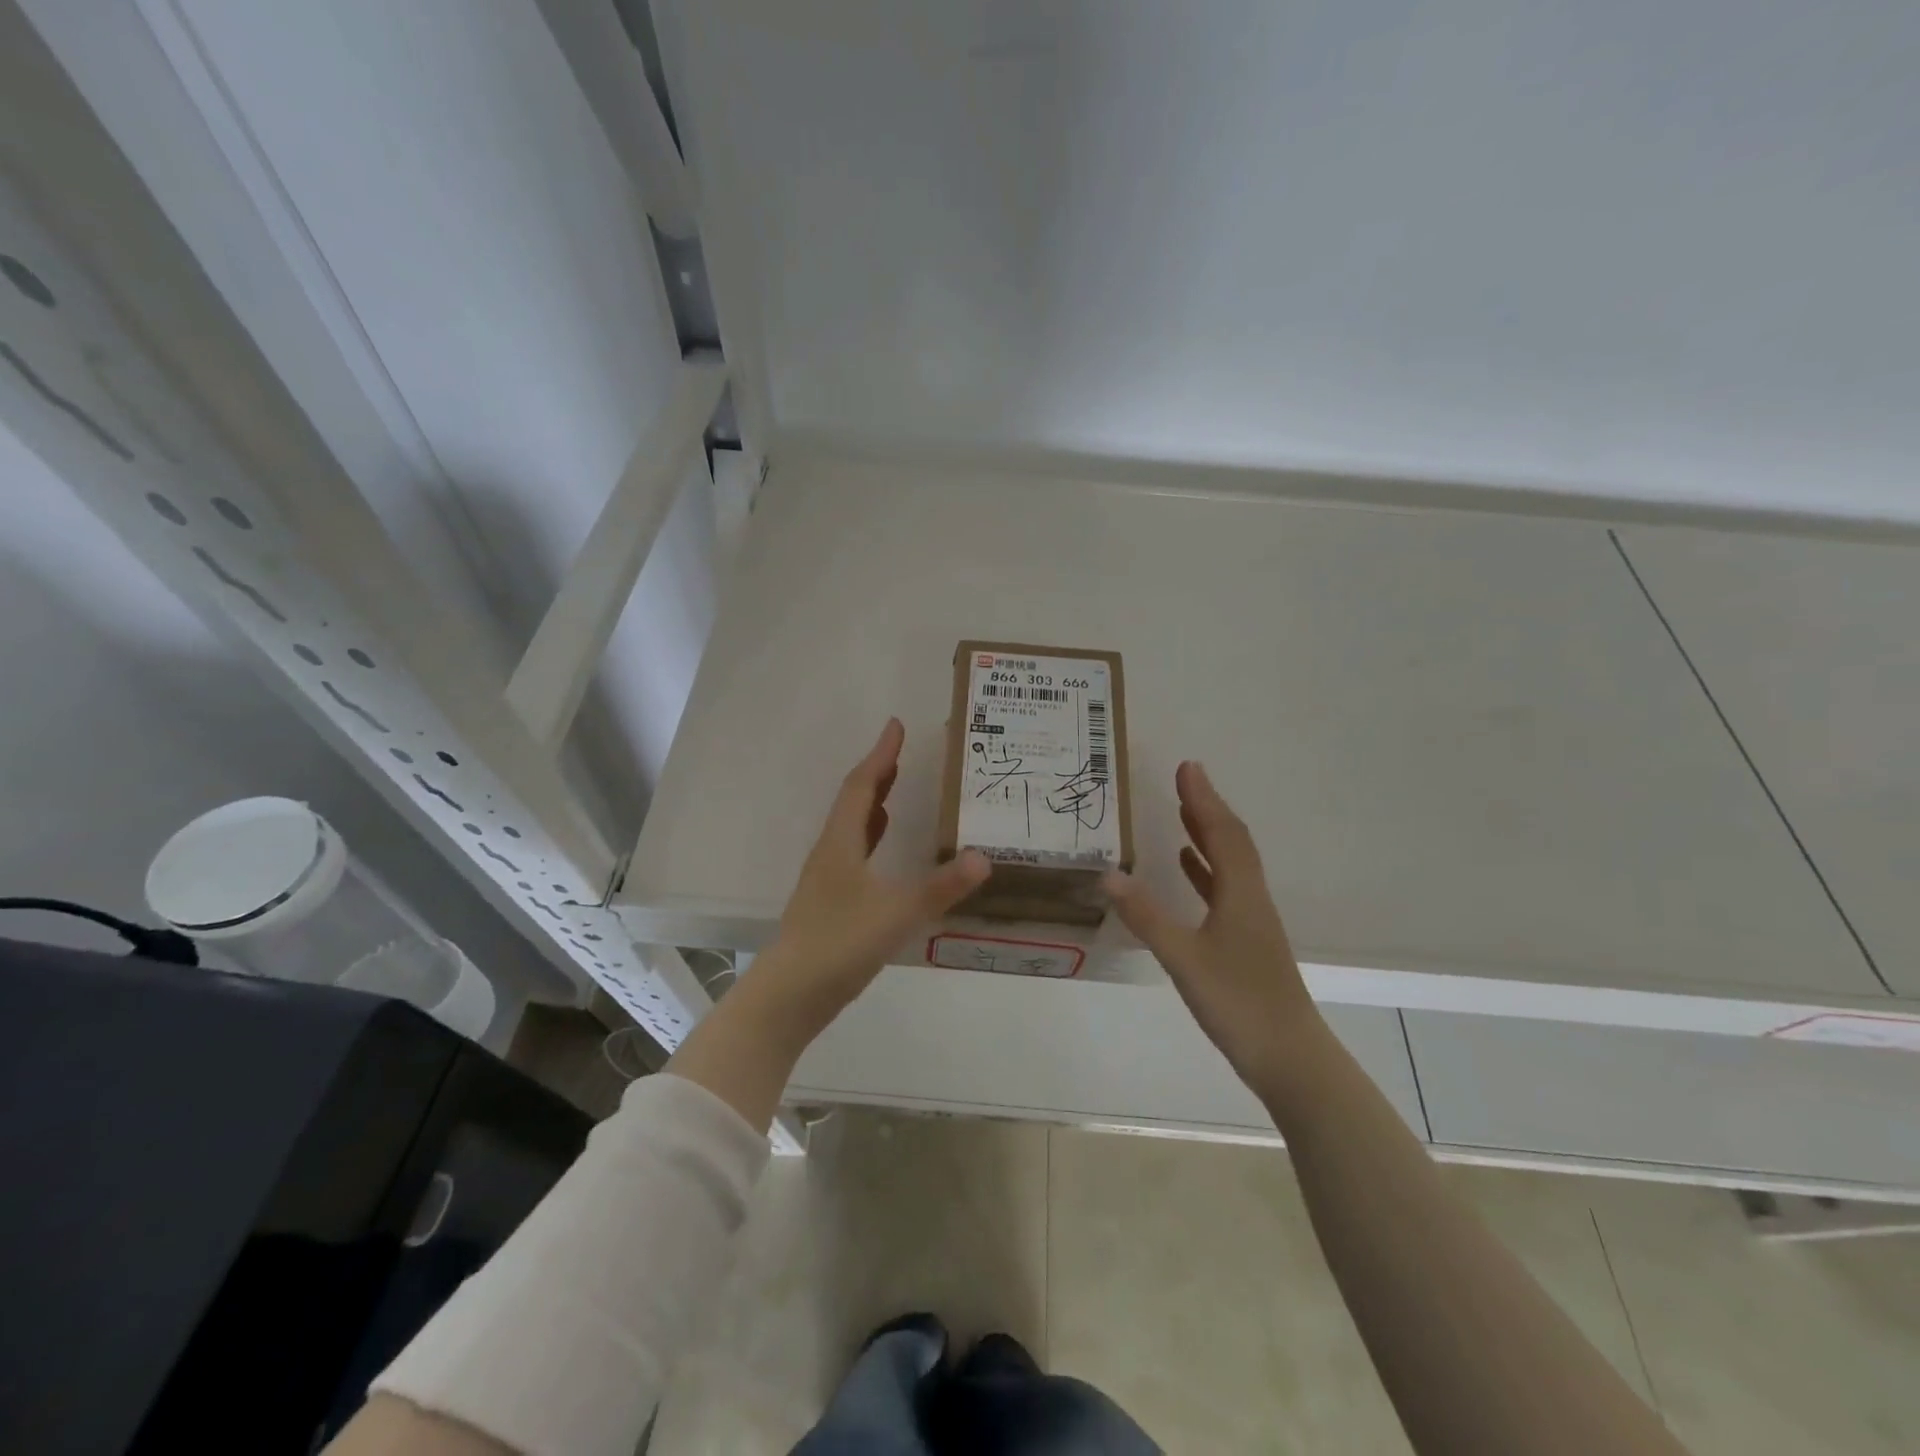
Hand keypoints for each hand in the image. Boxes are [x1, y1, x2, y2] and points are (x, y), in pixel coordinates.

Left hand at [755, 718, 990, 1030]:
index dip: (881, 755)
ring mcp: (826, 879)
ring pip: (852, 828)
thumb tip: (983, 858)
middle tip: (900, 752)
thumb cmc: (839, 944)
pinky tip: (882, 851)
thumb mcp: (897, 914)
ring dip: (873, 804)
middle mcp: (830, 852)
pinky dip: (871, 838)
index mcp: (841, 843)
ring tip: (895, 790)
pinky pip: (853, 854)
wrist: (789, 995)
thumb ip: (942, 888)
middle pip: (854, 802)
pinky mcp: (829, 902)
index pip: (863, 786)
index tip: (895, 725)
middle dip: (878, 774)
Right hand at [1103, 761, 1320, 1086]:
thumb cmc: (1239, 1004)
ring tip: (1184, 812)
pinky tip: (1189, 870)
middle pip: (1231, 841)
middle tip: (1183, 779)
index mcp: (1241, 893)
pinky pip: (1225, 890)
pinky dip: (1206, 870)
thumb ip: (1146, 916)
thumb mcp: (1184, 958)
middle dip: (1207, 807)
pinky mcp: (1247, 941)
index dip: (1204, 799)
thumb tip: (1107, 874)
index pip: (1222, 832)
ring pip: (1230, 864)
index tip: (1186, 767)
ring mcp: (1252, 921)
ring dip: (1208, 834)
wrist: (1291, 1058)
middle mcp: (1251, 898)